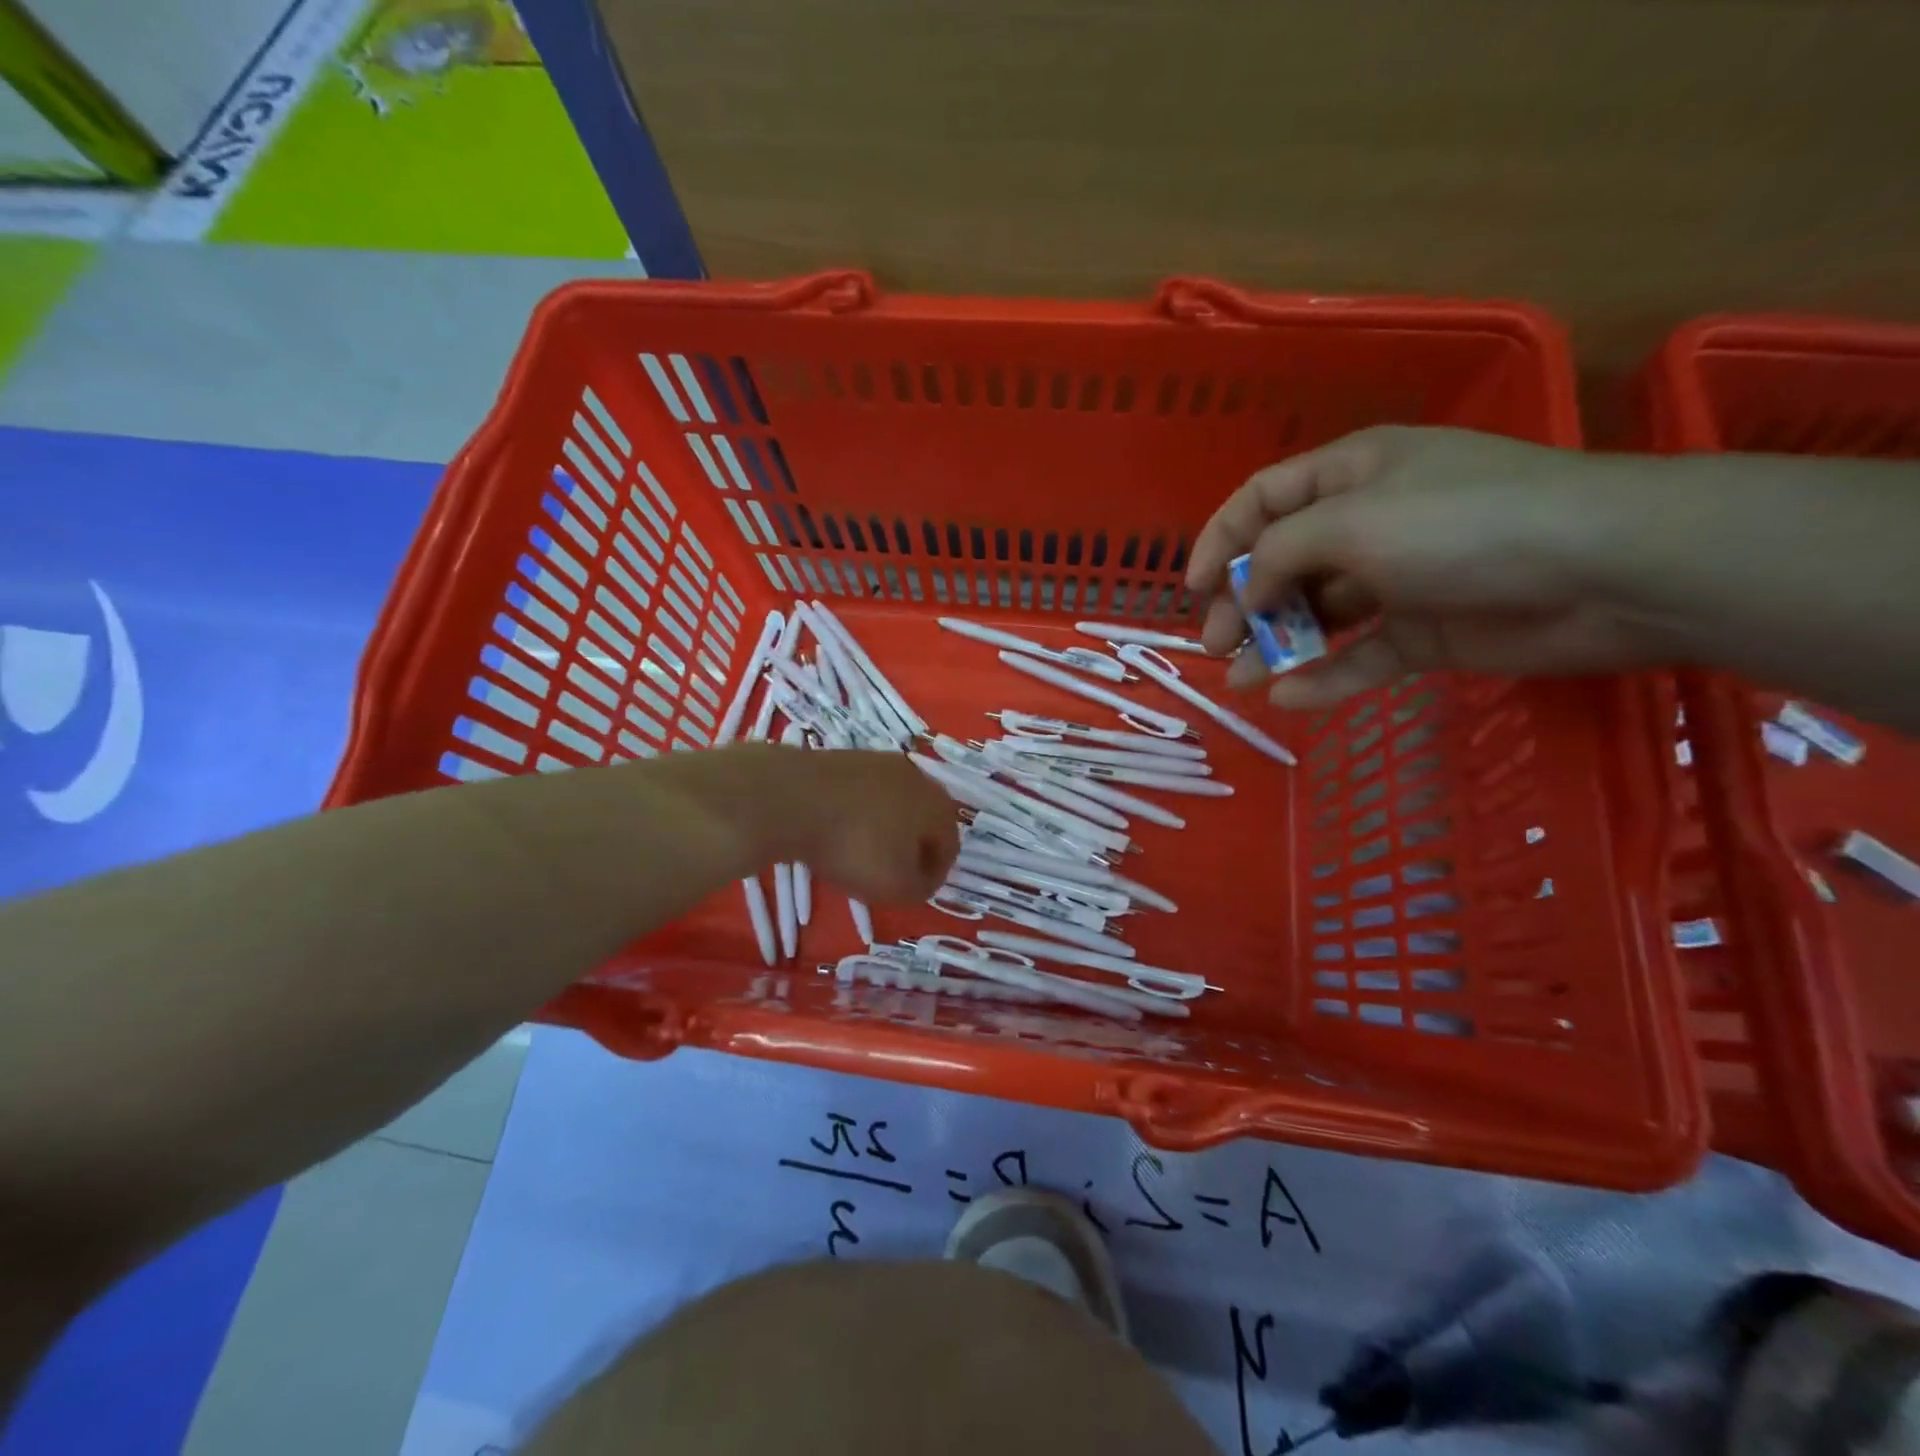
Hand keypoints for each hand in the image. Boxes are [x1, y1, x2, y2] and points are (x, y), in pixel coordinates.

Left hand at [770, 747, 959, 902]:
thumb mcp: (897, 888)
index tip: (913, 892)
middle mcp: (917, 776)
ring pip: (892, 804)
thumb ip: (921, 888)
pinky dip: (857, 814)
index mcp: (938, 805)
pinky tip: (837, 830)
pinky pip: (862, 794)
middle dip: (911, 848)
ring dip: (884, 829)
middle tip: (890, 873)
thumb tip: (923, 878)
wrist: (792, 799)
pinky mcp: (846, 758)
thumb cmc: (855, 847)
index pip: (950, 845)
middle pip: (923, 820)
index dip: (935, 874)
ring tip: (859, 852)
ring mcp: (879, 762)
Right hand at [1185, 426, 1656, 709]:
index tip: (1192, 589)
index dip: (1220, 540)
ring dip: (1275, 646)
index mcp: (1350, 474)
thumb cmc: (1462, 523)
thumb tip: (1248, 593)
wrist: (1605, 571)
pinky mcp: (1425, 631)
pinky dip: (1324, 678)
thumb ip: (1280, 553)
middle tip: (1219, 645)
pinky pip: (1360, 656)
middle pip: (1281, 563)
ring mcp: (1397, 580)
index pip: (1262, 500)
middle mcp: (1367, 522)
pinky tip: (1290, 700)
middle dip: (1243, 603)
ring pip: (1317, 616)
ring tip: (1242, 680)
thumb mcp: (1350, 521)